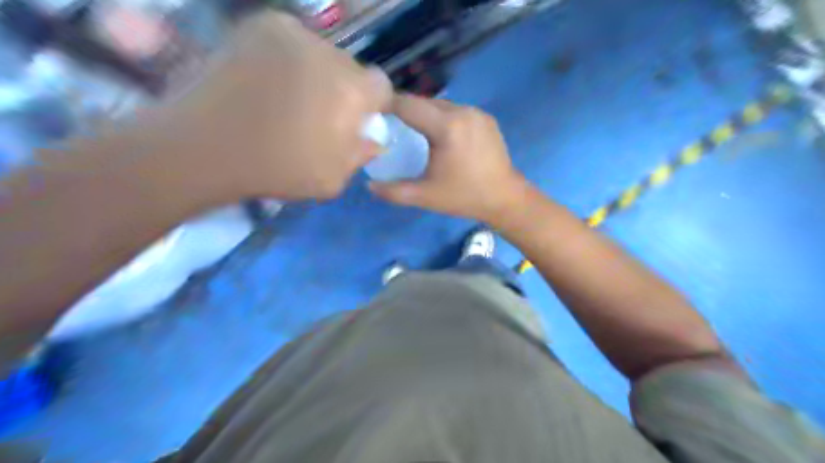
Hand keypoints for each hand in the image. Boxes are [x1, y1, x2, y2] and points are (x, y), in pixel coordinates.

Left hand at [146, 10, 392, 201]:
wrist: (204, 146)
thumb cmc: (277, 168)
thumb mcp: (332, 179)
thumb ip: (361, 155)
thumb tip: (373, 139)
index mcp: (352, 91)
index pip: (381, 86)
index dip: (370, 104)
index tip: (352, 120)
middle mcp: (329, 52)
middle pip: (351, 68)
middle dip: (343, 89)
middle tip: (317, 113)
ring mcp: (293, 33)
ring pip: (322, 53)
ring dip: (315, 73)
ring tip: (287, 98)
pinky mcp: (260, 25)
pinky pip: (292, 40)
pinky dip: (288, 57)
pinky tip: (267, 79)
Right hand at [369, 95, 524, 222]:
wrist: (505, 199)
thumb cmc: (464, 197)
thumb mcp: (425, 196)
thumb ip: (393, 191)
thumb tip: (369, 185)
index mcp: (447, 126)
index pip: (408, 105)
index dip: (387, 105)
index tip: (372, 112)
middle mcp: (462, 111)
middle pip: (424, 102)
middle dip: (405, 110)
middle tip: (390, 125)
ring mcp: (477, 113)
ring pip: (441, 105)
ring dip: (424, 114)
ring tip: (412, 130)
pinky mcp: (486, 119)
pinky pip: (456, 111)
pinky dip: (442, 117)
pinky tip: (438, 135)